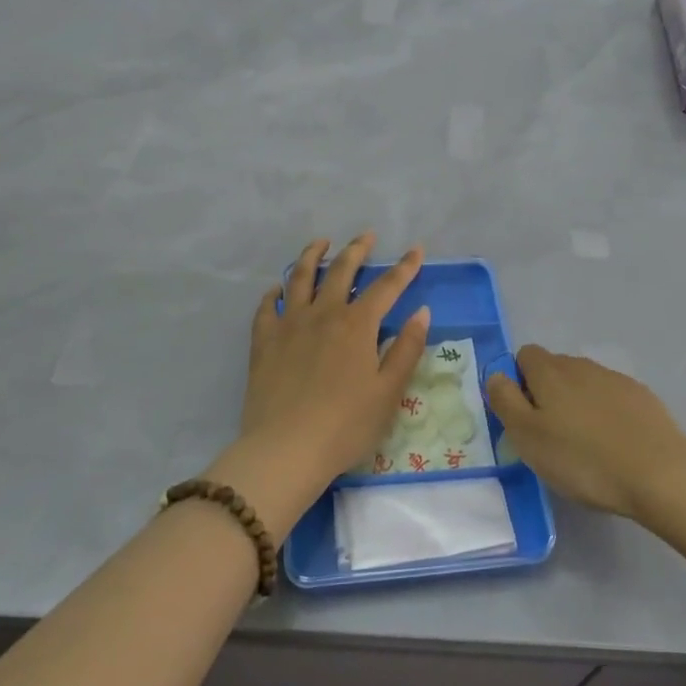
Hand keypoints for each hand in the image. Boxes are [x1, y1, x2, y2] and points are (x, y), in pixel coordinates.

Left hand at [211, 235, 430, 530]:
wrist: (286, 449)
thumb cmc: (346, 425)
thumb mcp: (389, 392)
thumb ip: (407, 349)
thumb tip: (421, 312)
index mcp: (358, 325)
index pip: (387, 286)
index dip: (404, 267)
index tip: (416, 249)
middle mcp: (324, 314)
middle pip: (341, 271)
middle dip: (356, 250)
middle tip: (366, 236)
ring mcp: (290, 325)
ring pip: (300, 278)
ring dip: (312, 256)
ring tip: (320, 243)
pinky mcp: (264, 341)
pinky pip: (267, 307)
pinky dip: (274, 293)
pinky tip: (277, 289)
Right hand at [487, 346, 685, 521]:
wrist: (659, 473)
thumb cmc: (583, 459)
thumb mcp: (528, 437)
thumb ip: (505, 401)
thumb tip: (496, 375)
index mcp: (550, 372)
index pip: (524, 356)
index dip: (518, 381)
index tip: (524, 417)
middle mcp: (582, 366)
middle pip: (554, 368)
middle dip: (547, 393)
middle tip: (550, 436)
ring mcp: (615, 379)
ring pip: (584, 383)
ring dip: (577, 404)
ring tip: (583, 445)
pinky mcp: (642, 397)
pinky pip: (612, 397)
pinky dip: (606, 414)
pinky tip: (614, 445)